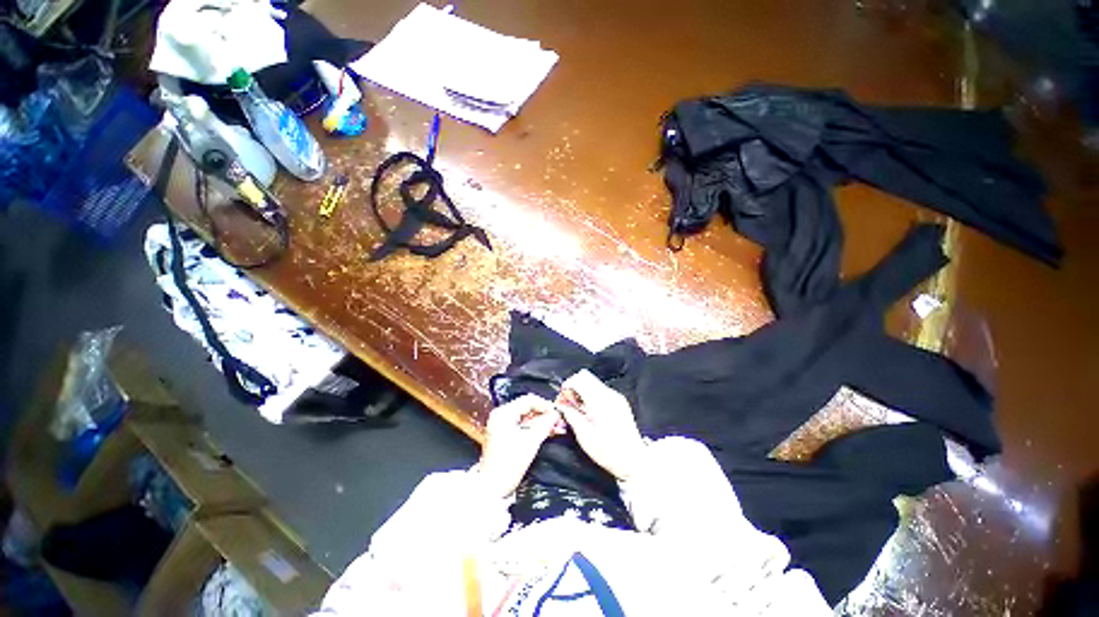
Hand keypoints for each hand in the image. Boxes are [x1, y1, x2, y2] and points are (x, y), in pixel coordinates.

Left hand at [477, 395, 560, 497]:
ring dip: (541, 421)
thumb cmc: (510, 463)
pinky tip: (547, 432)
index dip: (545, 405)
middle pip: (527, 407)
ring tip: (556, 427)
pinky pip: (522, 424)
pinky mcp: (504, 433)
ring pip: (526, 416)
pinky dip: (534, 427)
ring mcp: (501, 424)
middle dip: (544, 413)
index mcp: (504, 413)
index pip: (528, 400)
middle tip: (559, 420)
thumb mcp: (531, 442)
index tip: (558, 413)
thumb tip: (557, 414)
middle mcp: (501, 414)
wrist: (492, 488)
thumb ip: (545, 425)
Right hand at [556, 370, 646, 480]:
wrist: (634, 461)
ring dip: (582, 391)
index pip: (579, 380)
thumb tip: (561, 406)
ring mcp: (616, 396)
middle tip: (568, 404)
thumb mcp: (585, 437)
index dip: (567, 387)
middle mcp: (609, 394)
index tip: (562, 400)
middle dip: (573, 387)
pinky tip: (590, 412)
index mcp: (599, 401)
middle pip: (586, 377)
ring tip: (579, 410)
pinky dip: (591, 396)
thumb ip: (572, 416)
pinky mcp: (620, 401)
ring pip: (593, 382)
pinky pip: (601, 390)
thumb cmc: (608, 452)